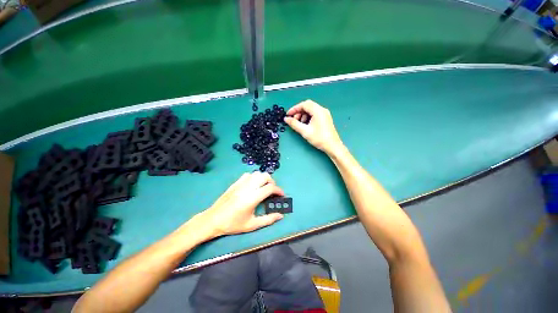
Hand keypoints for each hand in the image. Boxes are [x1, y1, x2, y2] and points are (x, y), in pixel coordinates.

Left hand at [200, 172, 284, 236]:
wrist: (213, 219)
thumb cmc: (233, 224)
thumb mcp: (252, 225)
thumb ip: (268, 219)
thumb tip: (281, 216)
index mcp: (252, 198)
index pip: (270, 188)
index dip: (279, 190)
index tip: (281, 195)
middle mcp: (248, 187)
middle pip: (265, 176)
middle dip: (272, 182)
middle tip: (272, 191)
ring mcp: (241, 183)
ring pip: (257, 173)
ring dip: (263, 179)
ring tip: (263, 187)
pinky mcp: (235, 183)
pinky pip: (248, 175)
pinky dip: (254, 178)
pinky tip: (253, 185)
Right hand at [284, 100, 343, 154]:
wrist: (332, 146)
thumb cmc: (319, 138)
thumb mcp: (304, 131)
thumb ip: (294, 124)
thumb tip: (286, 119)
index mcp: (318, 111)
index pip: (304, 104)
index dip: (294, 109)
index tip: (288, 115)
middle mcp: (322, 110)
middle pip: (307, 106)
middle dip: (299, 112)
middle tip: (293, 120)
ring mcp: (324, 114)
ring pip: (311, 110)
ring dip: (303, 115)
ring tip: (299, 124)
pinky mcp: (325, 118)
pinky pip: (314, 114)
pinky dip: (308, 117)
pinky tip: (306, 125)